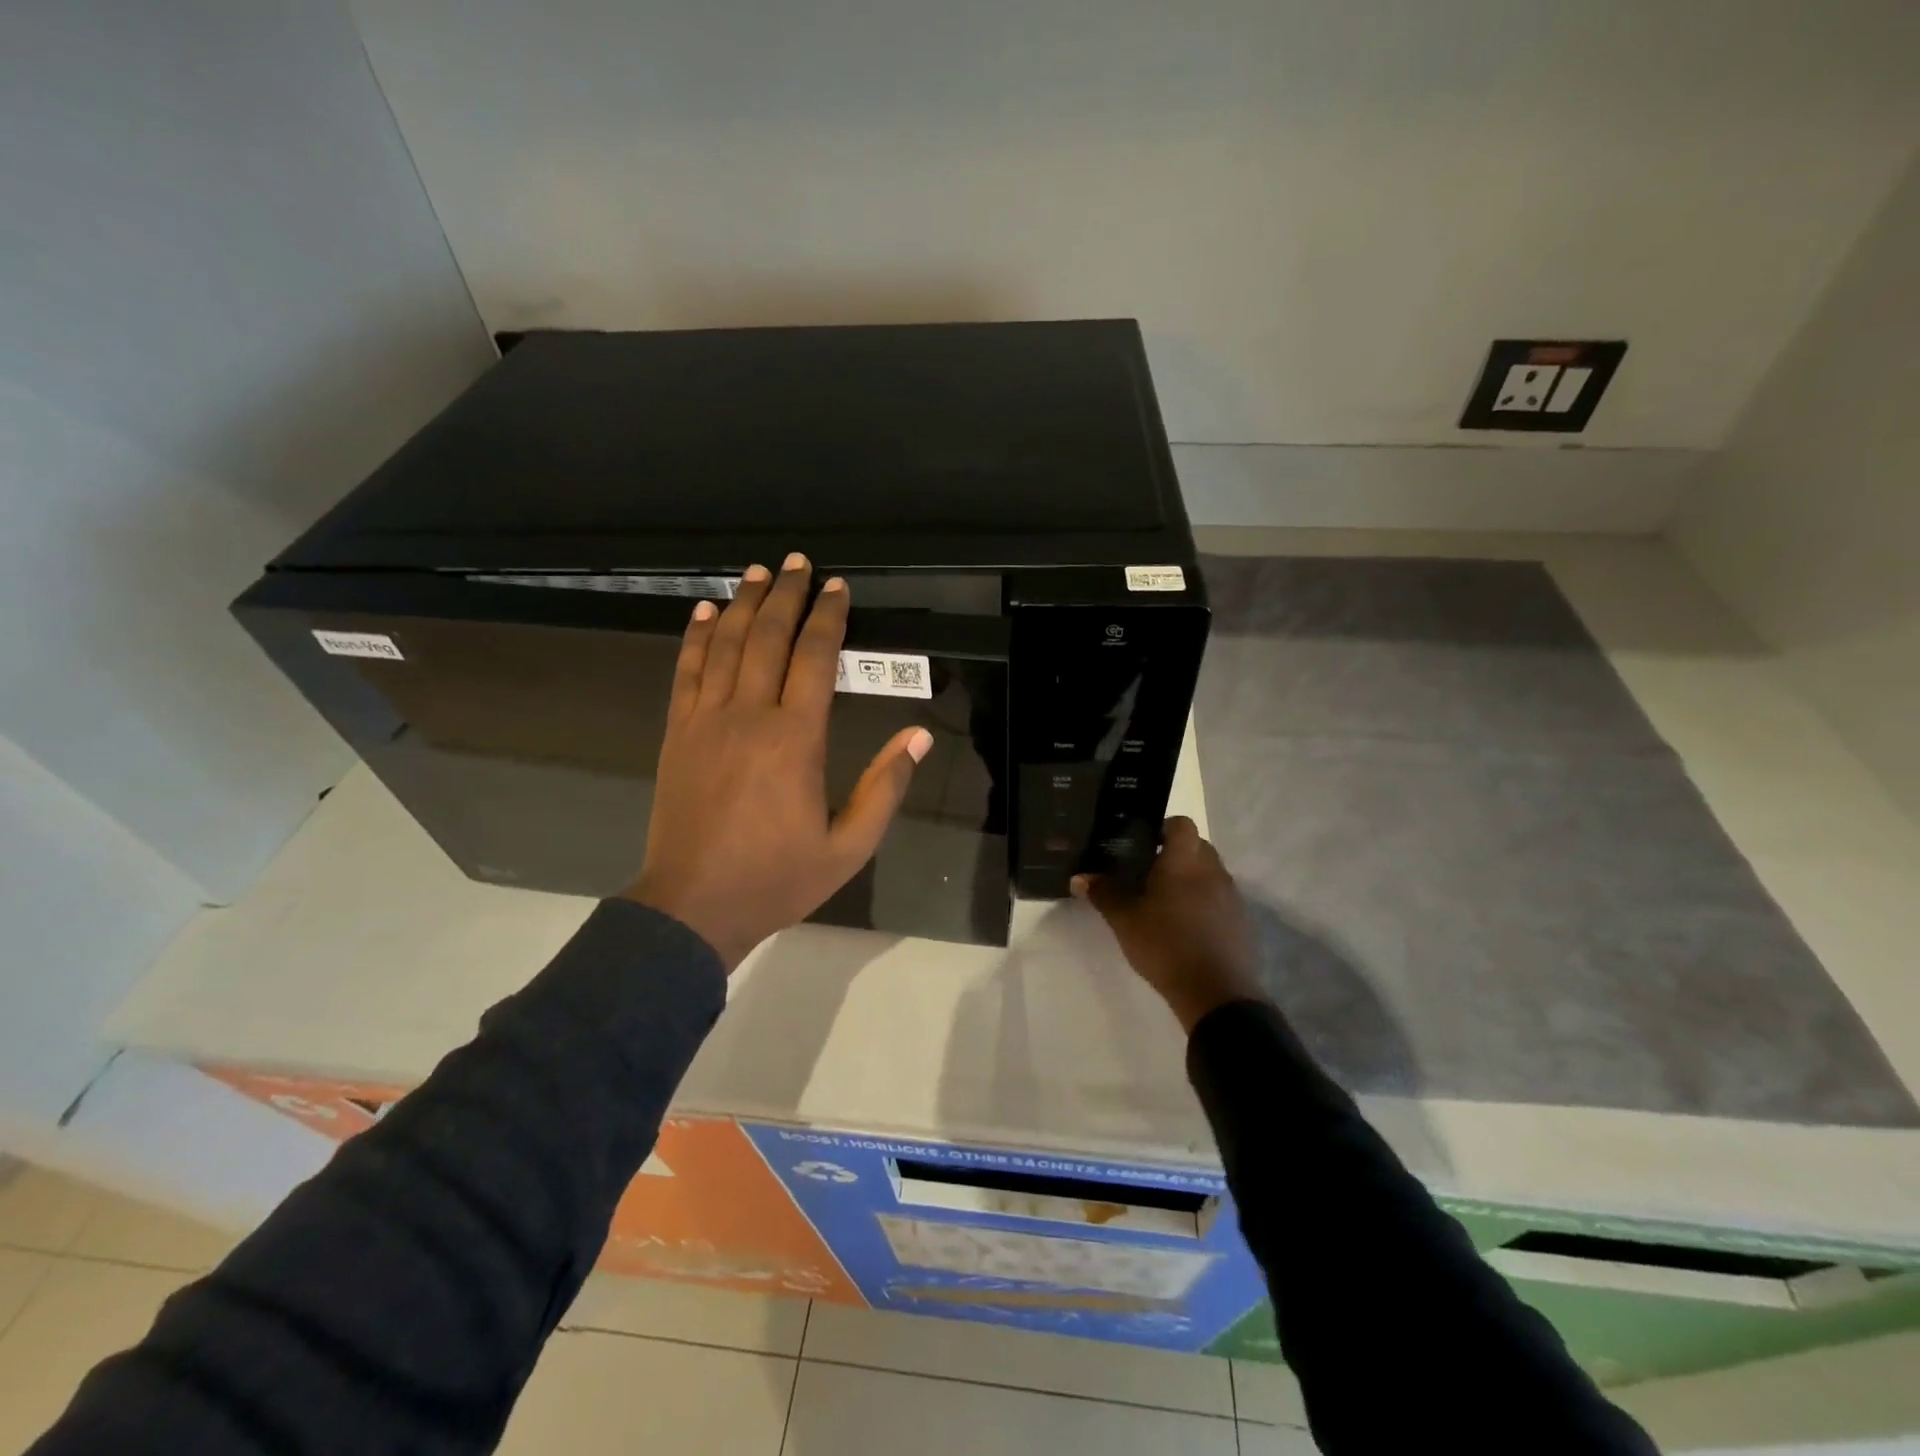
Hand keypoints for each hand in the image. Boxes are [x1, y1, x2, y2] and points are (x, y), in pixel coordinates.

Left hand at [626, 553, 932, 969]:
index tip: (838, 587)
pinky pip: (686, 672)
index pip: (814, 659)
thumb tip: (917, 736)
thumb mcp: (849, 846)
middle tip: (799, 563)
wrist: (693, 906)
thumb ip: (884, 788)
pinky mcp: (677, 734)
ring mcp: (705, 722)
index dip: (828, 618)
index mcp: (795, 739)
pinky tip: (706, 612)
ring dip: (745, 604)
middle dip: (787, 596)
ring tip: (759, 573)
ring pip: (725, 645)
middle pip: (768, 638)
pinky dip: (696, 637)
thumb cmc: (778, 878)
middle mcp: (748, 716)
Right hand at [1073, 817, 1263, 1033]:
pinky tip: (1183, 926)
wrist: (1215, 992)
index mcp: (1184, 861)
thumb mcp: (1124, 920)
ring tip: (1163, 901)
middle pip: (1196, 846)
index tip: (1142, 843)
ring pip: (1208, 873)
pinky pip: (1218, 898)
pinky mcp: (1240, 920)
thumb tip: (1079, 878)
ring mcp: (1230, 895)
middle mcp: (1212, 870)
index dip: (1162, 828)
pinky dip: (1202, 902)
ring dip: (1189, 879)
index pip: (1181, 824)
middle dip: (1174, 854)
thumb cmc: (1165, 945)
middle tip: (1146, 872)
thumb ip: (1103, 894)